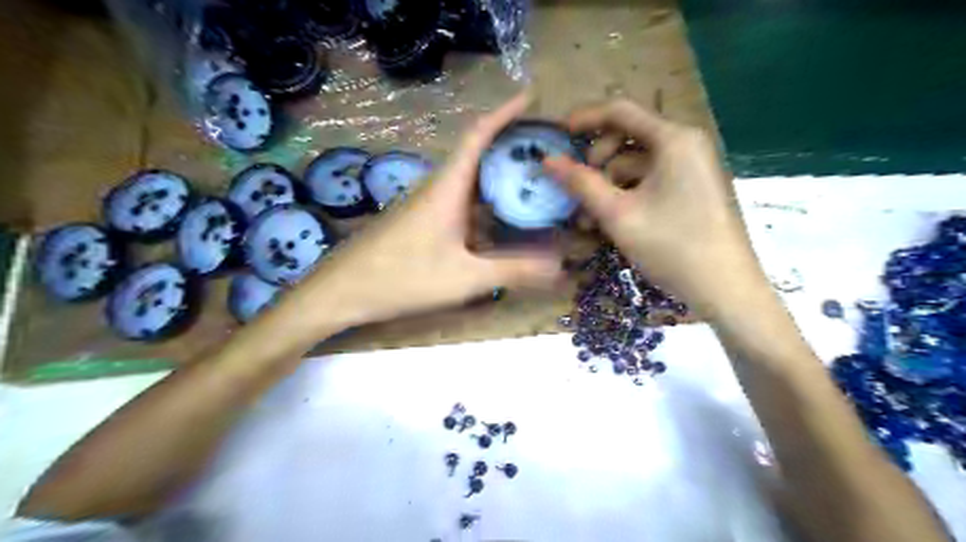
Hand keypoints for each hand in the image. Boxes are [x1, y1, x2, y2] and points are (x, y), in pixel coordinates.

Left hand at [295, 90, 567, 329]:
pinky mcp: (420, 222)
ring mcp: (426, 205)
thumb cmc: (402, 277)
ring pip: (468, 182)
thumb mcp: (464, 278)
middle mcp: (437, 188)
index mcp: (448, 188)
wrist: (342, 291)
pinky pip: (459, 203)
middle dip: (511, 146)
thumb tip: (559, 266)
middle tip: (547, 151)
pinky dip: (484, 204)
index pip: (478, 135)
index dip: (505, 112)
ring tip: (532, 183)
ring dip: (497, 177)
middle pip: (477, 155)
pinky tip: (500, 222)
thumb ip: (513, 271)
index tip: (532, 97)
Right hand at [547, 97, 766, 317]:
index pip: (620, 111)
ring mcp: (690, 168)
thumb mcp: (618, 214)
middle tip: (577, 190)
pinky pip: (649, 181)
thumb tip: (547, 160)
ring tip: (587, 219)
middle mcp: (685, 144)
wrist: (724, 288)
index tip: (556, 136)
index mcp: (673, 139)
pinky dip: (626, 195)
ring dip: (607, 185)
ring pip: (635, 164)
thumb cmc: (671, 246)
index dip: (584, 119)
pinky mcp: (690, 189)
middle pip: (627, 138)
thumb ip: (581, 183)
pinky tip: (609, 222)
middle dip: (596, 162)